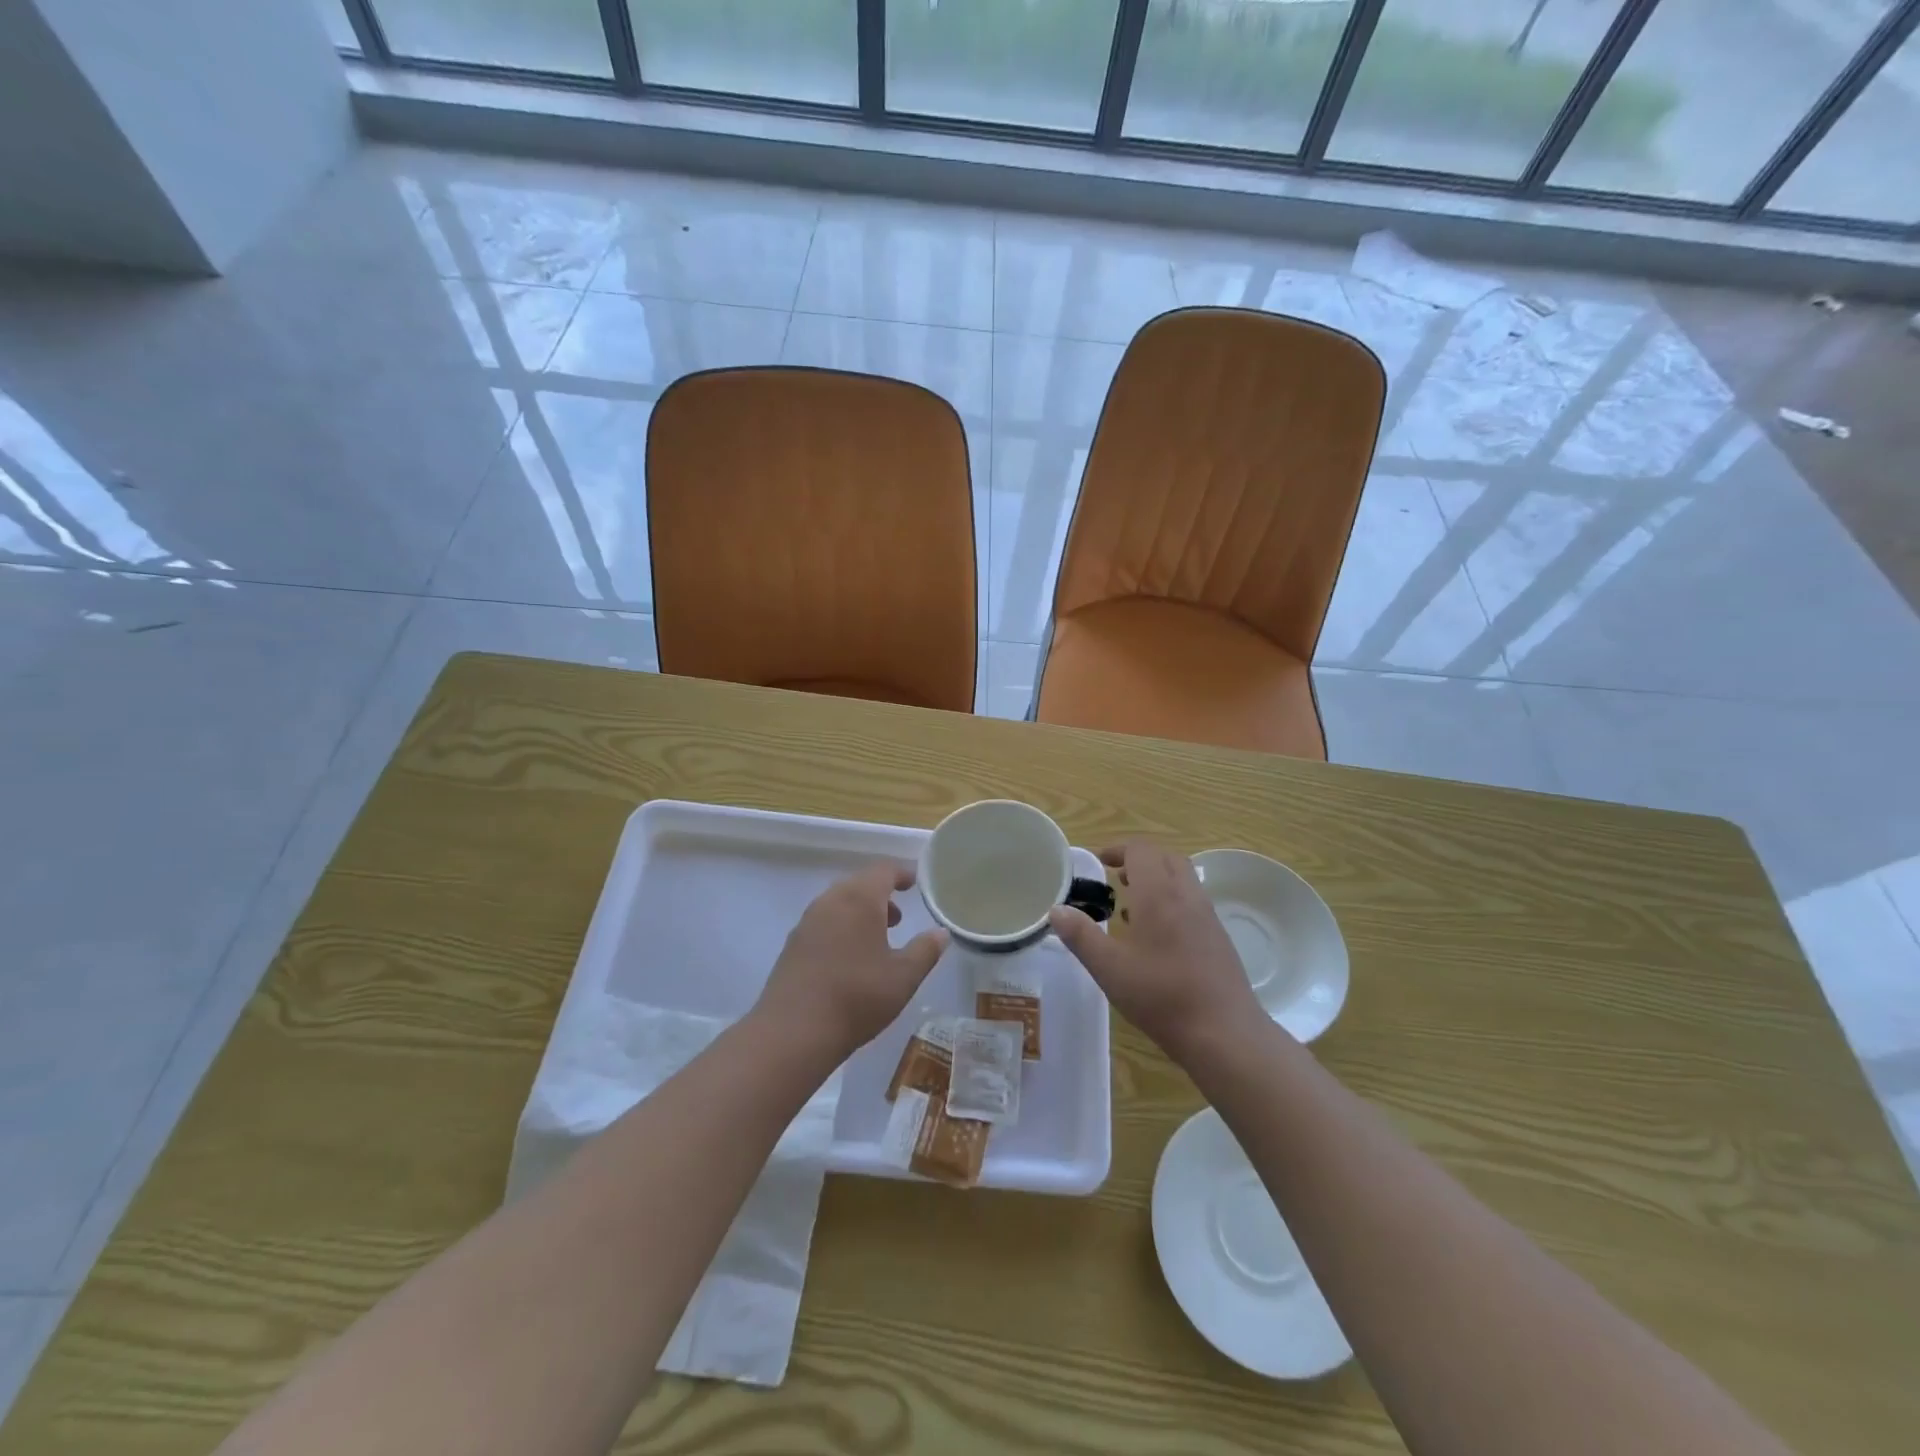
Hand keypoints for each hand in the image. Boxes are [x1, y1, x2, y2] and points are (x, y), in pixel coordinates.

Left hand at [755, 862, 947, 1058]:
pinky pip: (823, 922)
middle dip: (881, 895)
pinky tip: (850, 959)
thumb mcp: (903, 977)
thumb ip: (925, 950)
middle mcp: (830, 901)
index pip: (883, 870)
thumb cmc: (857, 997)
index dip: (902, 873)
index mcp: (859, 899)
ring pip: (839, 903)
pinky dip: (842, 927)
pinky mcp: (792, 944)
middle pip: (859, 884)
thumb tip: (940, 932)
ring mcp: (807, 922)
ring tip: (878, 940)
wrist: (793, 1032)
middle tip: (899, 918)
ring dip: (861, 912)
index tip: (916, 883)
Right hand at [1049, 841, 1264, 1062]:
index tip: (1099, 862)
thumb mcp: (1110, 968)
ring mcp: (1207, 917)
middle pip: (1166, 858)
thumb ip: (1081, 936)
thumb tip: (1056, 910)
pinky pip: (1193, 903)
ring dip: (1157, 881)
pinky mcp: (1219, 938)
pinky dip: (1172, 902)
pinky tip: (1157, 938)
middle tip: (1115, 880)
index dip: (1118, 849)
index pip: (1141, 850)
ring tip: (1131, 908)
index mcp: (1158, 894)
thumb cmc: (1161, 996)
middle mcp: (1186, 896)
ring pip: (1183, 880)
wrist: (1224, 1033)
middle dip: (1139, 861)